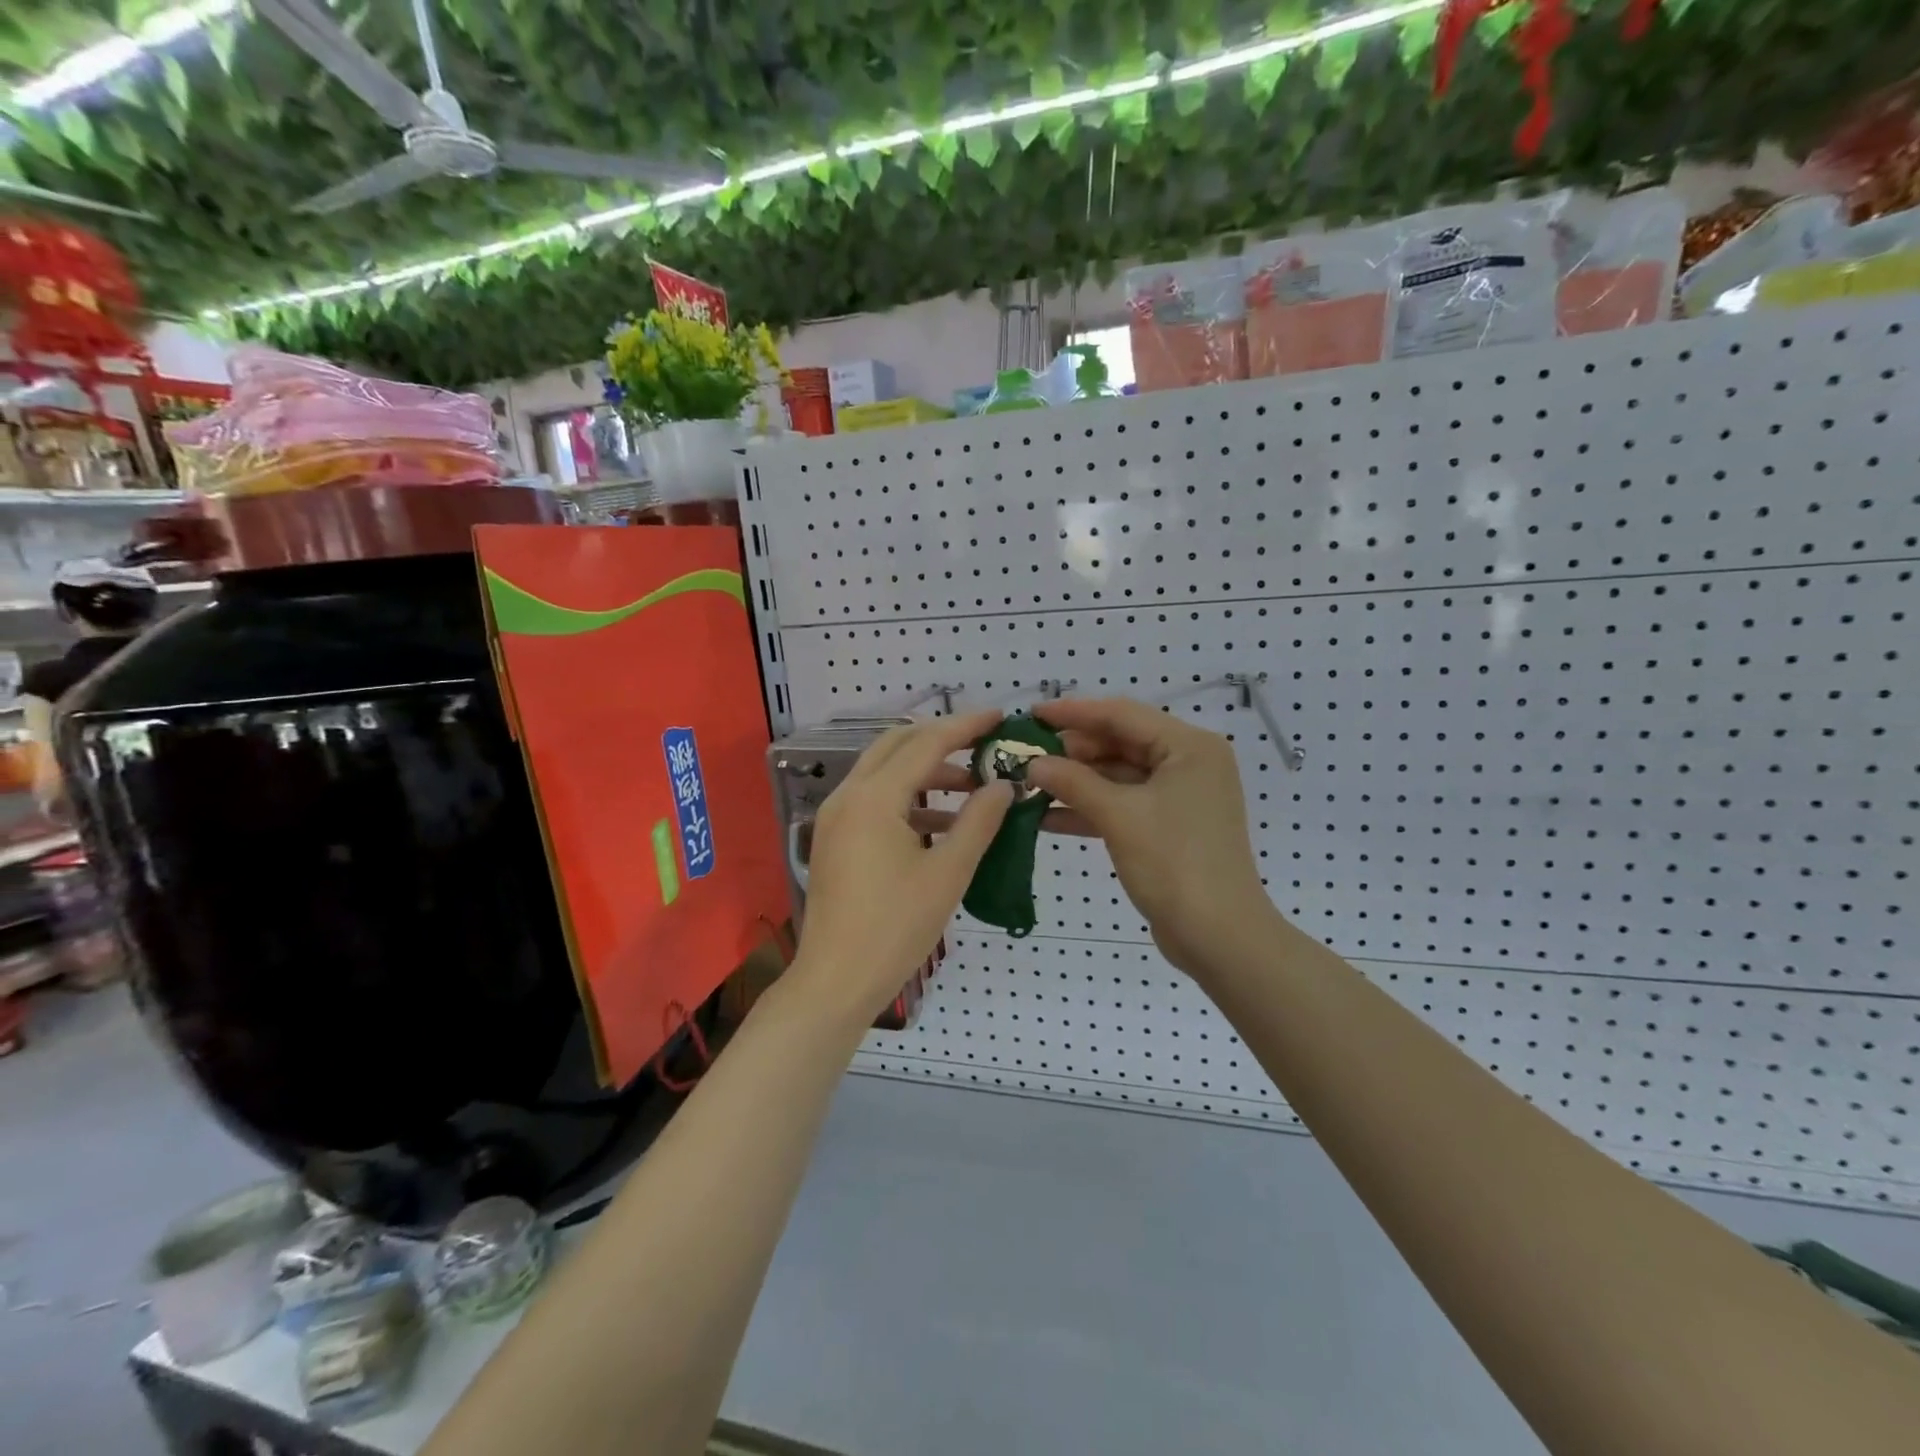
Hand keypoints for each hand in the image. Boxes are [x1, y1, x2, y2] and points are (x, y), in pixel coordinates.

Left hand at [791, 710, 1013, 1023]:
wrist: (836, 981)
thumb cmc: (896, 927)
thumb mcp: (948, 873)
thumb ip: (979, 821)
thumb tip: (1004, 785)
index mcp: (874, 797)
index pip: (926, 743)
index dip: (966, 727)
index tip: (1000, 717)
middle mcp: (848, 795)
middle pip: (897, 745)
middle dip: (942, 739)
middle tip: (984, 745)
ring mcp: (836, 817)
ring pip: (884, 771)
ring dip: (926, 770)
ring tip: (972, 787)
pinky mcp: (834, 839)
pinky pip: (874, 799)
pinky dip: (908, 798)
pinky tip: (941, 821)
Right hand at [1024, 698, 1275, 976]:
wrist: (1219, 938)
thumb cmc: (1174, 865)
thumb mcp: (1119, 817)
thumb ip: (1073, 782)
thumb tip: (1032, 763)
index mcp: (1189, 747)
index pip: (1122, 714)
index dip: (1073, 713)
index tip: (1030, 714)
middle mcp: (1188, 763)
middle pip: (1120, 743)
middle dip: (1071, 751)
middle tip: (1024, 755)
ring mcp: (1179, 796)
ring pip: (1117, 776)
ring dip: (1076, 781)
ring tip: (1028, 783)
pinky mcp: (1168, 826)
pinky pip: (1123, 804)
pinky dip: (1089, 809)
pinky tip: (1045, 816)